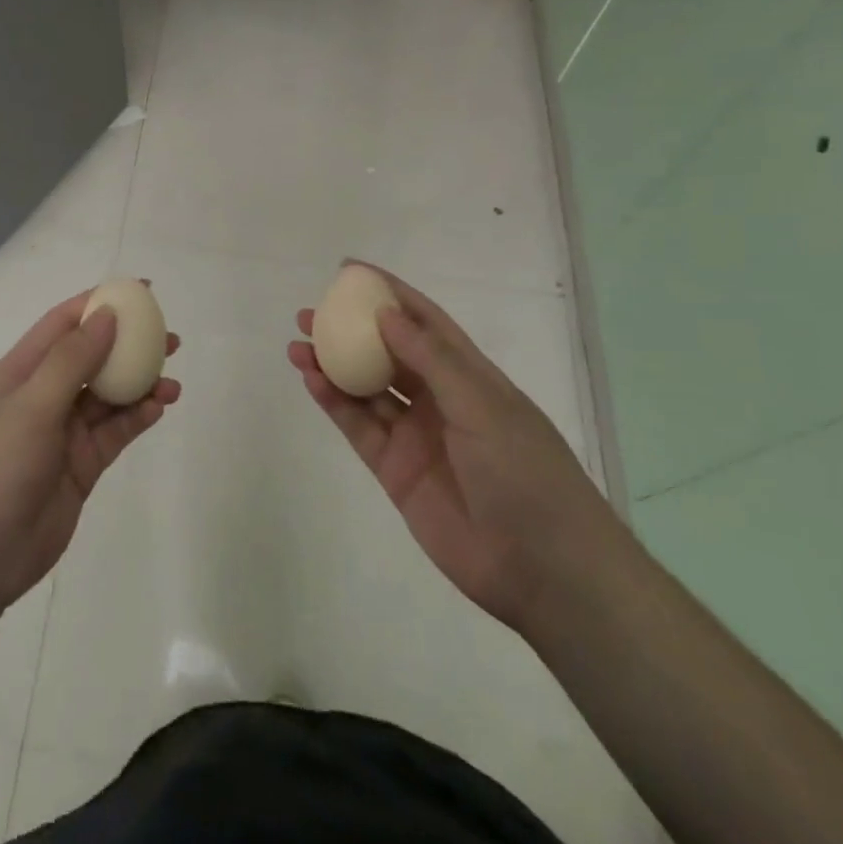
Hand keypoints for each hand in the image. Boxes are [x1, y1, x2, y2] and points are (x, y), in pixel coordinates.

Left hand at [0, 290, 181, 616]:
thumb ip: (71, 360)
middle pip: (92, 358)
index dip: (100, 303)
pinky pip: (113, 432)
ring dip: (139, 385)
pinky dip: (136, 418)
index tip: (141, 292)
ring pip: (108, 396)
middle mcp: (43, 395)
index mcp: (21, 371)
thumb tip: (106, 315)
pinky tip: (159, 408)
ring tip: (173, 381)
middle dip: (129, 344)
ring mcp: (62, 432)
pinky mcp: (80, 466)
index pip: (64, 323)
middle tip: (170, 339)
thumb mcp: (31, 405)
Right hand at [287, 263, 620, 632]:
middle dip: (349, 330)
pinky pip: (358, 427)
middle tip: (309, 314)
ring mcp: (415, 436)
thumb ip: (431, 359)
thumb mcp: (484, 406)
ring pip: (365, 389)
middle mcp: (439, 400)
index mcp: (470, 377)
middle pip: (385, 354)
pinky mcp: (394, 470)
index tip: (350, 272)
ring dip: (332, 366)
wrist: (545, 571)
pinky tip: (311, 380)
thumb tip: (386, 312)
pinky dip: (333, 403)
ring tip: (297, 345)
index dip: (389, 294)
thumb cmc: (526, 474)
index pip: (424, 322)